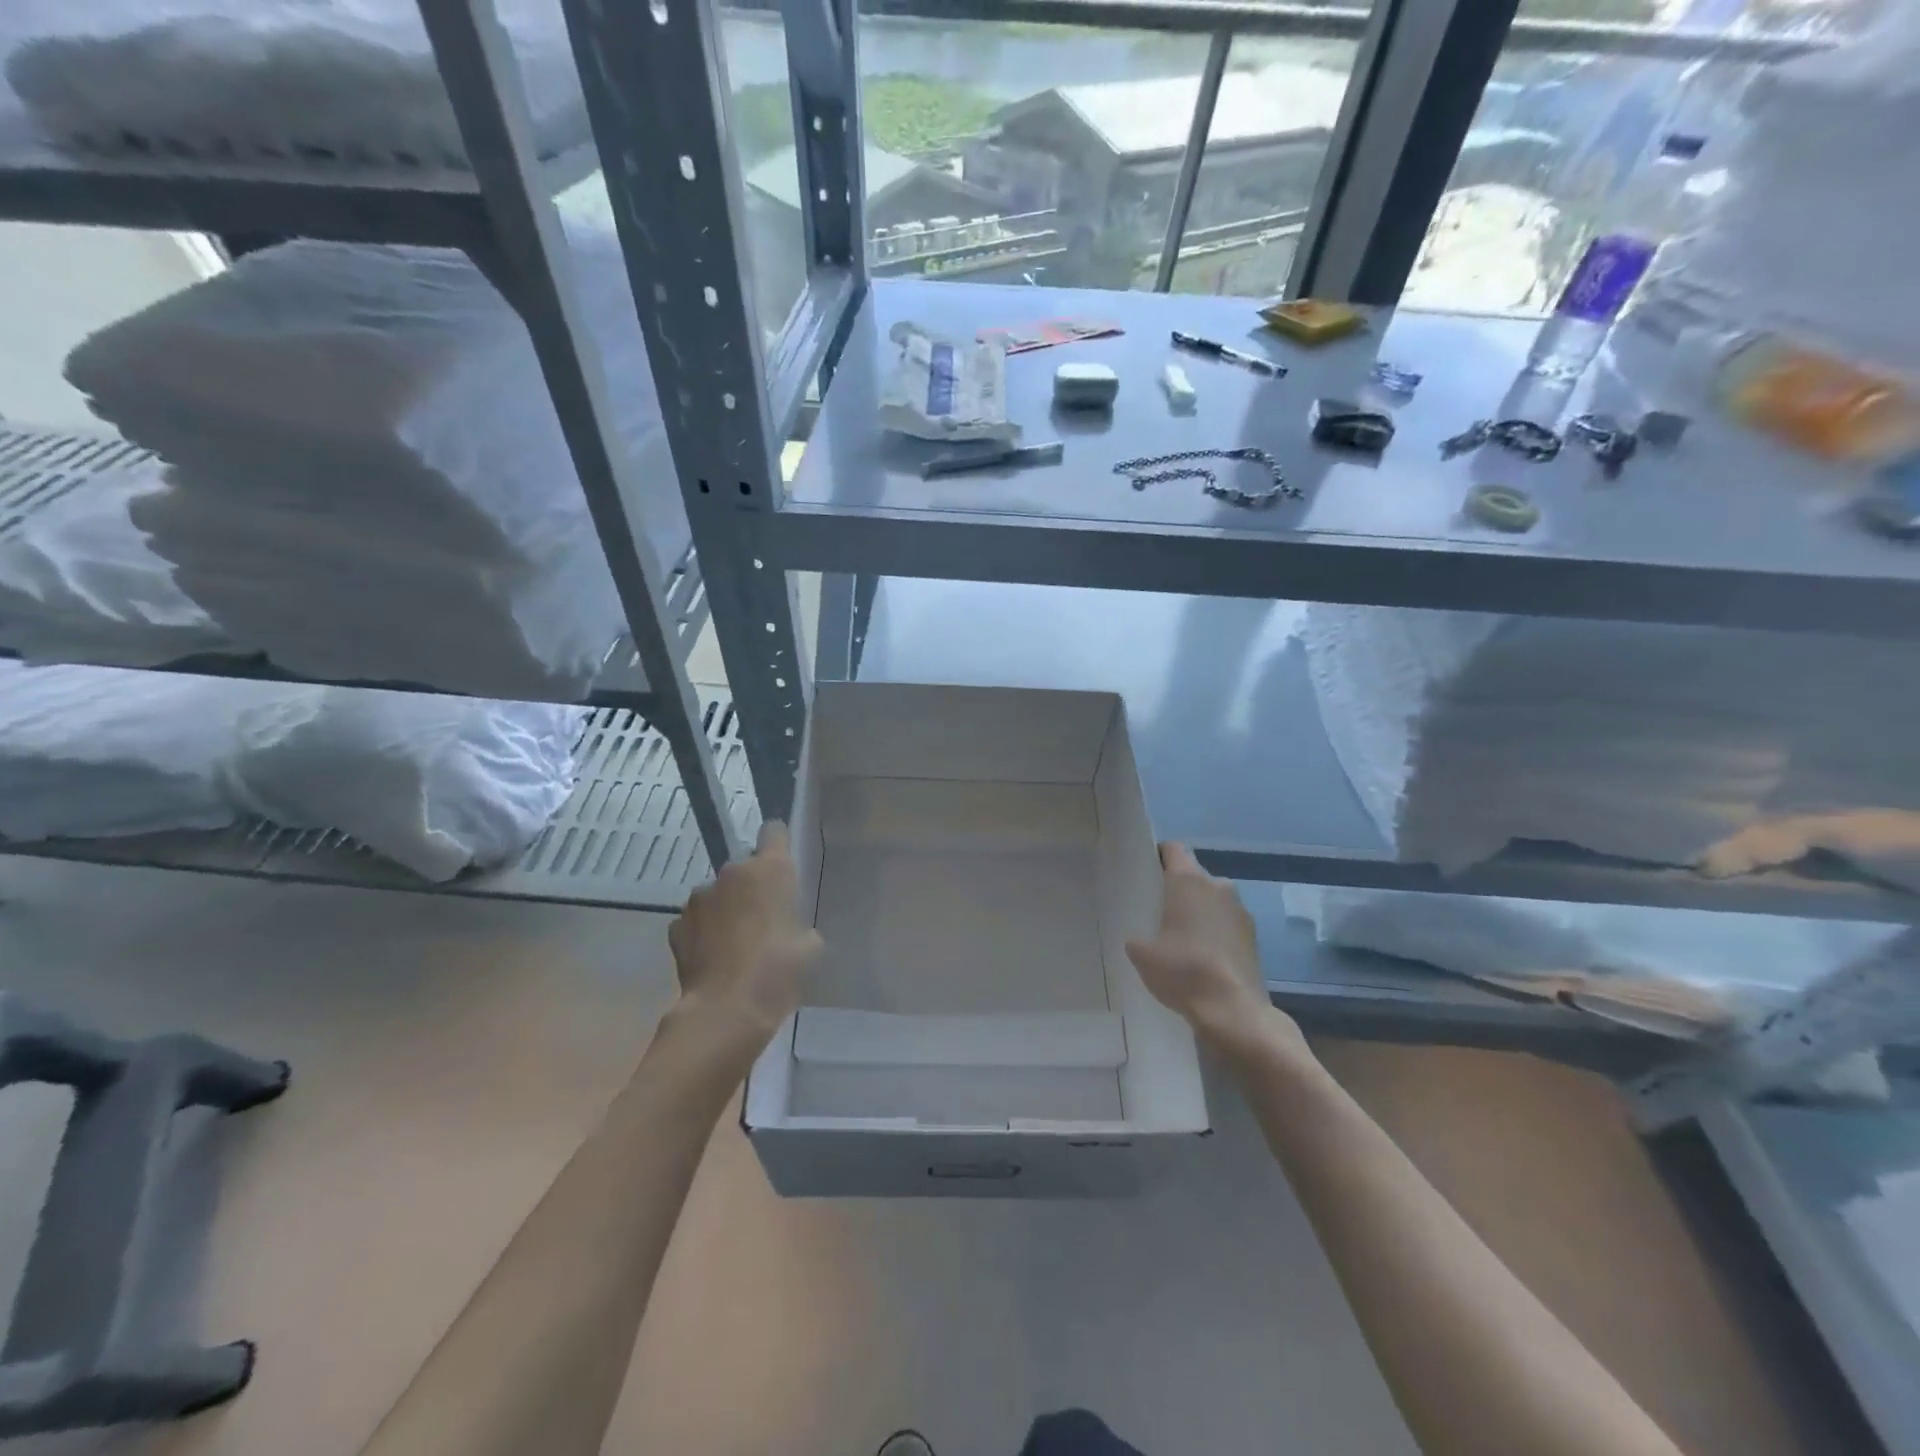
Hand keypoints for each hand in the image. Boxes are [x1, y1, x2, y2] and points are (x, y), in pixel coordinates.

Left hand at [667, 822, 822, 1053]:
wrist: (726, 1009)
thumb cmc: (780, 970)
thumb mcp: (811, 946)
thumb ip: (799, 923)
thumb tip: (788, 927)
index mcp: (770, 869)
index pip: (774, 831)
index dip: (779, 844)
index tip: (784, 865)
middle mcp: (731, 873)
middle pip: (744, 867)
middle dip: (752, 886)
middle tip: (764, 918)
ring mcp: (698, 898)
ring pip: (718, 894)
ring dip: (726, 909)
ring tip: (735, 944)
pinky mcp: (676, 926)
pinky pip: (696, 921)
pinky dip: (704, 933)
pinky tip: (714, 959)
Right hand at [1126, 843, 1295, 1056]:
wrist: (1233, 1010)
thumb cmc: (1183, 970)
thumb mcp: (1142, 954)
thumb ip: (1138, 937)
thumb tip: (1141, 939)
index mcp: (1189, 880)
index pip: (1173, 849)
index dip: (1157, 856)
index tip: (1144, 874)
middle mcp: (1218, 885)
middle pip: (1193, 875)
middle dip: (1177, 889)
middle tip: (1157, 911)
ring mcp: (1240, 910)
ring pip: (1212, 899)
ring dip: (1199, 911)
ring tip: (1180, 937)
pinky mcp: (1254, 936)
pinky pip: (1226, 923)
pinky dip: (1215, 932)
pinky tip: (1201, 956)